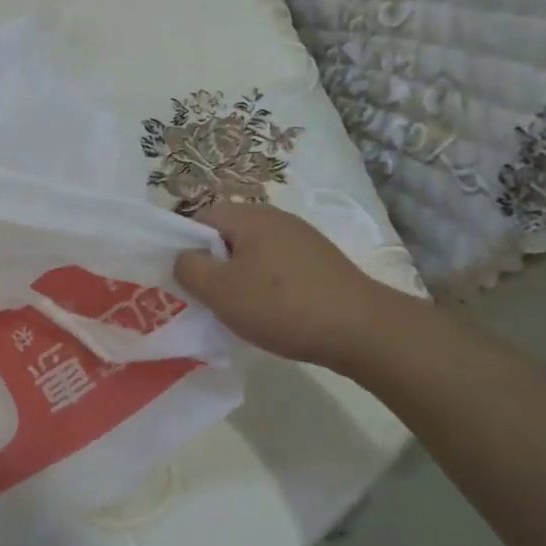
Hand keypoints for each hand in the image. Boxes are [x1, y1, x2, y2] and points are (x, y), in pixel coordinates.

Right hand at [173, 201, 425, 376]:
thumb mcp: (220, 291)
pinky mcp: (320, 262)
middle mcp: (276, 218)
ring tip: (239, 311)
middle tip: (208, 298)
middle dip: (214, 266)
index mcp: (249, 216)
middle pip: (228, 236)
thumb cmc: (281, 305)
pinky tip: (272, 314)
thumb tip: (183, 257)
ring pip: (253, 254)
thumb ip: (189, 269)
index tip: (186, 280)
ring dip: (240, 279)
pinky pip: (278, 268)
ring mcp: (302, 239)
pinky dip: (267, 287)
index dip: (185, 247)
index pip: (200, 219)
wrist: (362, 330)